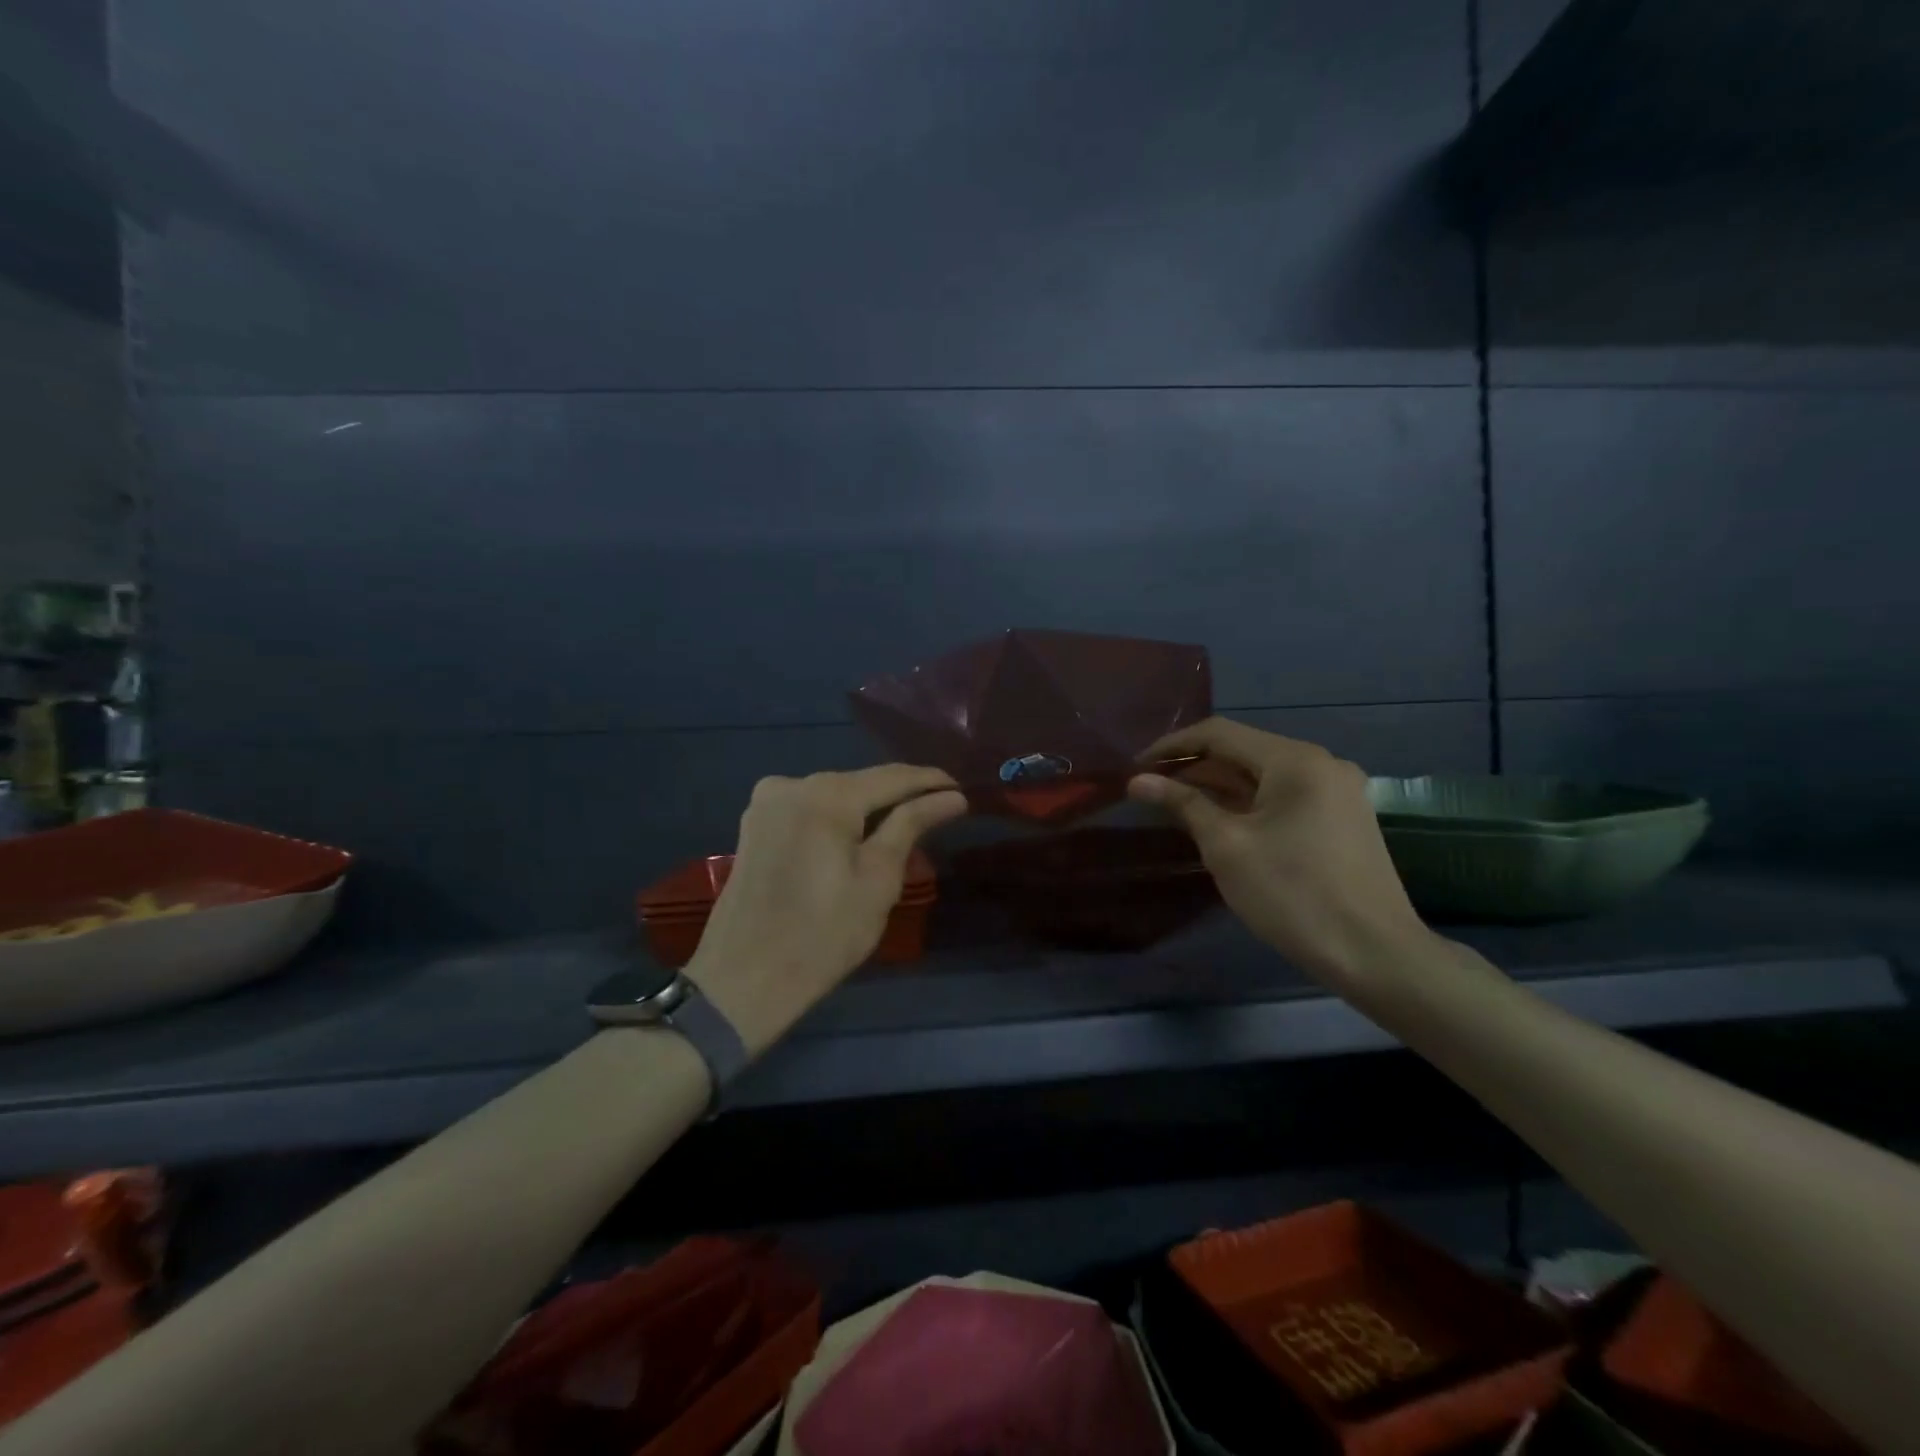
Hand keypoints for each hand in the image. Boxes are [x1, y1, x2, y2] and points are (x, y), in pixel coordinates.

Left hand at [685, 765, 967, 1055]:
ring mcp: (767, 802)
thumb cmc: (824, 934)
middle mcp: (792, 783)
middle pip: (861, 783)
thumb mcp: (879, 878)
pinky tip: (858, 838)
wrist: (743, 981)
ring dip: (868, 810)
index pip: (893, 776)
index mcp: (827, 795)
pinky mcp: (755, 825)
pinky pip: (809, 810)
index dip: (931, 782)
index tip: (963, 791)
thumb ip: (912, 825)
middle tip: (939, 813)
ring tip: (905, 827)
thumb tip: (951, 796)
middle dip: (900, 797)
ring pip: (834, 796)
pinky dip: (838, 820)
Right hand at [1128, 717, 1433, 991]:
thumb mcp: (1227, 846)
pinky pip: (1284, 797)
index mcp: (1295, 760)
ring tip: (1175, 804)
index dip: (1172, 746)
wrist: (1374, 954)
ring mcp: (1337, 791)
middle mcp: (1321, 763)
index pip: (1219, 733)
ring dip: (1219, 786)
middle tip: (1150, 788)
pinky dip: (1248, 803)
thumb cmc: (1292, 894)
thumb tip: (1138, 781)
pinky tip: (1220, 821)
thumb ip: (1183, 804)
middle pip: (1243, 751)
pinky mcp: (1343, 819)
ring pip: (1264, 776)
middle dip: (1194, 767)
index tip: (1135, 767)